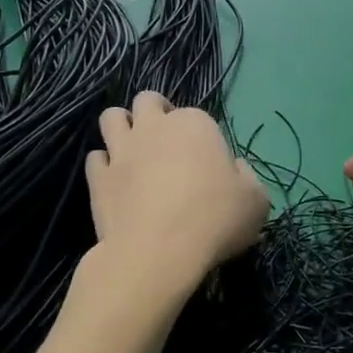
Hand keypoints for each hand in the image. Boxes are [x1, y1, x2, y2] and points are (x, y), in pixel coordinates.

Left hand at [86, 92, 267, 298]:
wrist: (159, 251)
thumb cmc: (215, 220)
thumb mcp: (256, 202)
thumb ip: (247, 178)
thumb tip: (236, 170)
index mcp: (195, 124)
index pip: (197, 116)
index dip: (201, 136)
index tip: (207, 162)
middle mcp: (154, 127)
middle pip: (147, 101)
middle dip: (155, 113)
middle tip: (165, 141)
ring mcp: (121, 149)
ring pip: (112, 117)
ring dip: (121, 127)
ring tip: (132, 149)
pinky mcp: (98, 176)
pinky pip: (95, 158)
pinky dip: (103, 166)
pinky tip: (114, 181)